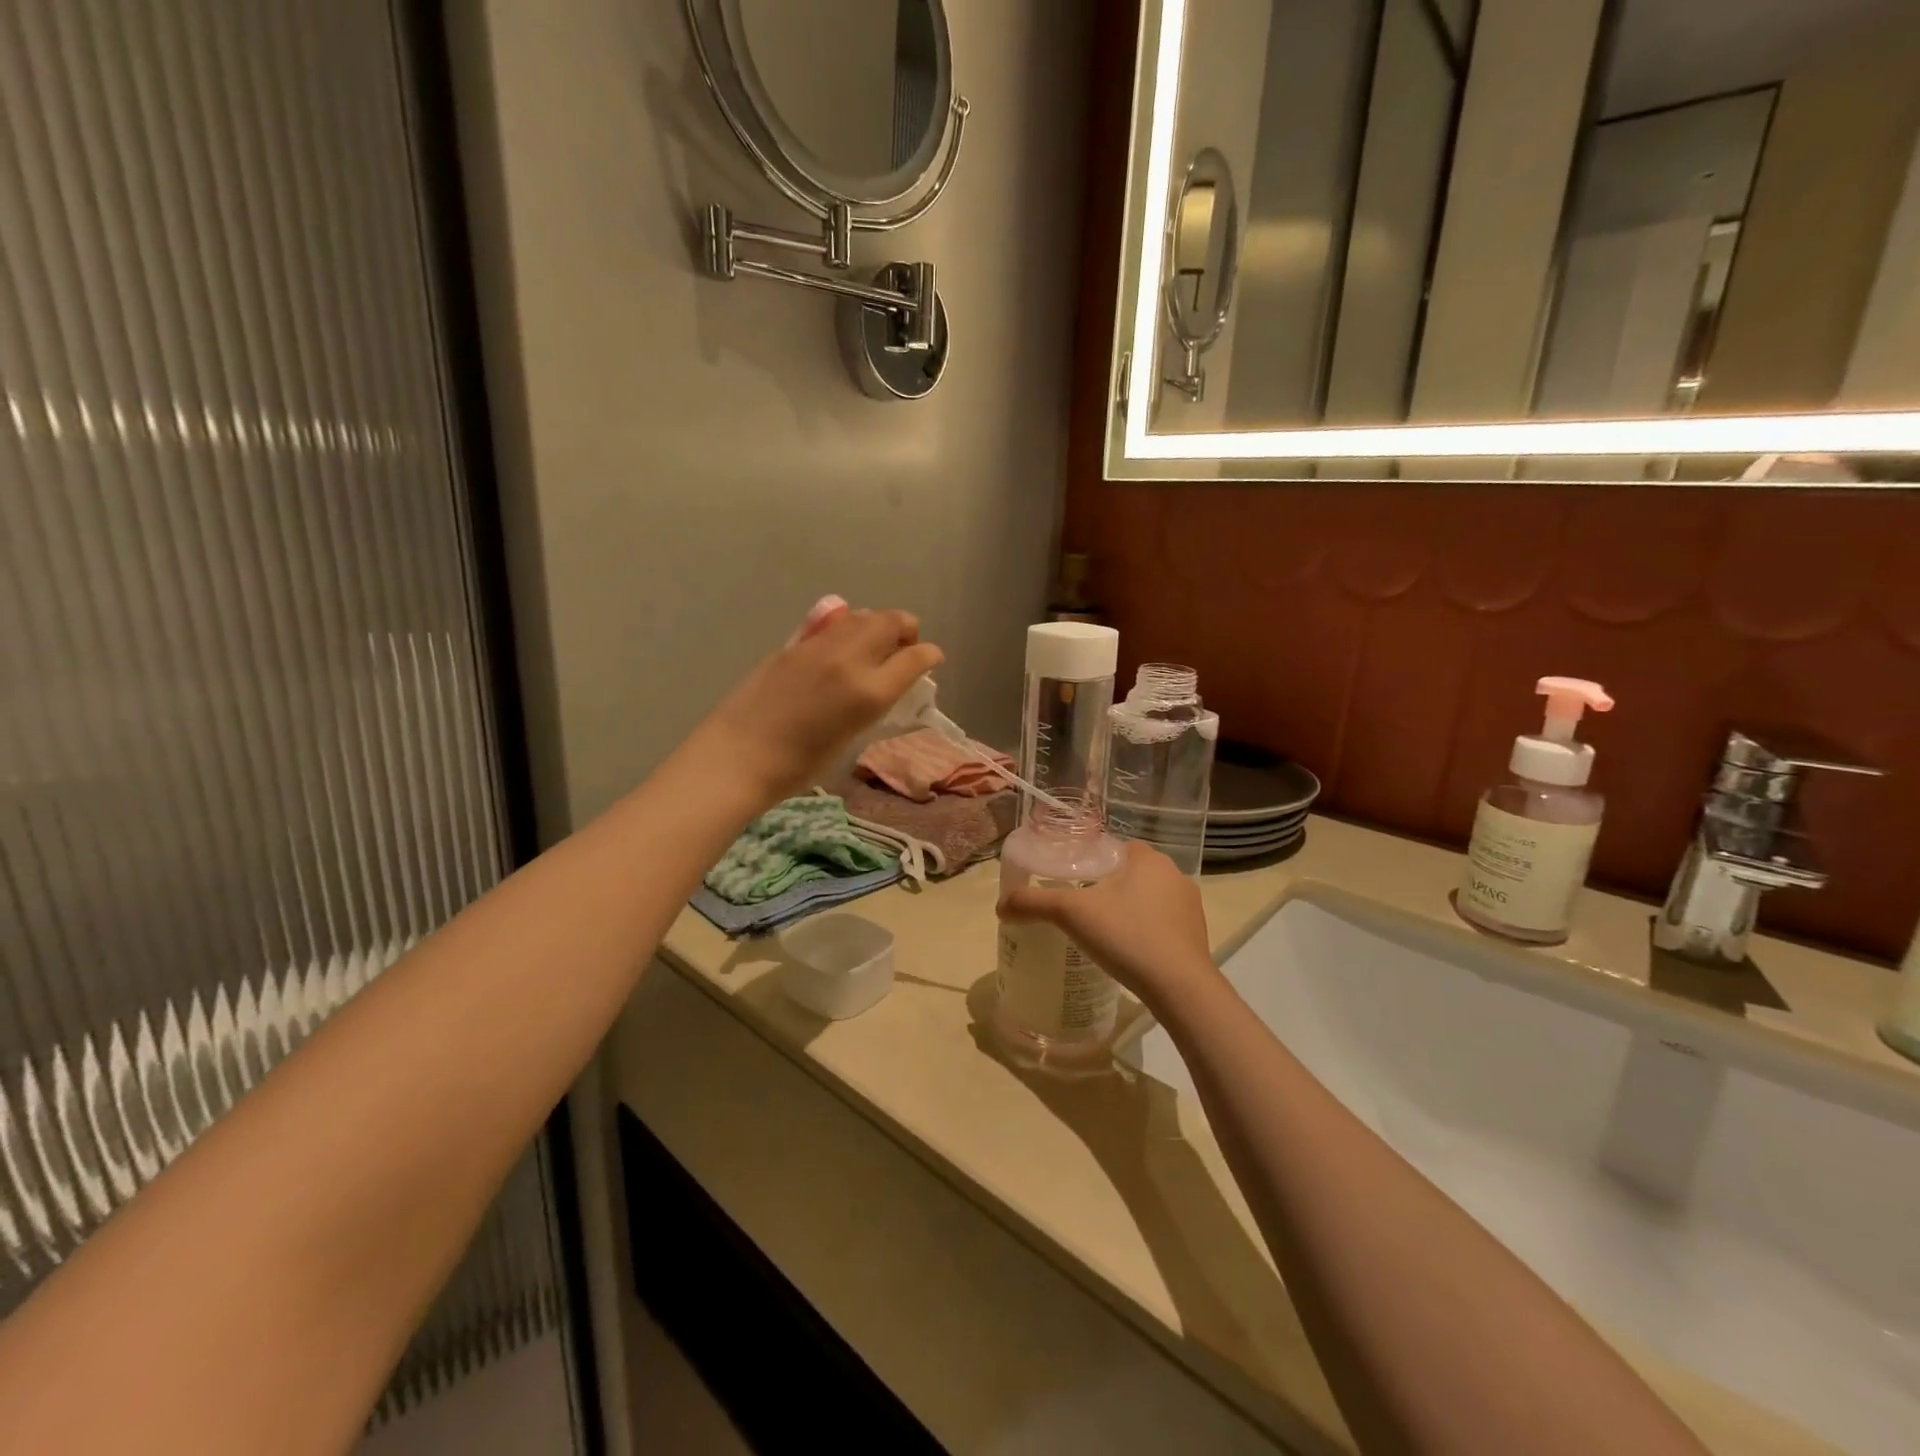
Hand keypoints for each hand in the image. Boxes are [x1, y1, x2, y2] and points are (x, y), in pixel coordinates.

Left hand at [696, 603, 942, 804]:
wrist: (739, 756)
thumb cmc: (799, 765)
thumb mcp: (851, 737)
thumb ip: (873, 703)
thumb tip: (884, 684)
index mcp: (869, 693)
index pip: (915, 657)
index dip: (930, 655)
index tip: (931, 660)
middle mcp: (850, 659)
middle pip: (893, 621)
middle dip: (907, 630)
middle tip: (903, 649)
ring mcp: (819, 646)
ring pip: (863, 615)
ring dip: (877, 625)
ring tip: (872, 647)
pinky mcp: (794, 644)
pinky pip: (833, 624)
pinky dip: (848, 629)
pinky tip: (839, 651)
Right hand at [998, 841, 1219, 1011]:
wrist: (1180, 988)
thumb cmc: (1127, 936)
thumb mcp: (1071, 914)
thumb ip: (1033, 903)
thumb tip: (1000, 905)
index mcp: (1147, 858)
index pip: (1115, 848)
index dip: (1092, 861)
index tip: (1072, 882)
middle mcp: (1173, 874)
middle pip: (1130, 873)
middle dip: (1108, 887)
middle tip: (1080, 909)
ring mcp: (1190, 906)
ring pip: (1148, 898)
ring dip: (1128, 909)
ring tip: (1102, 932)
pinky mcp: (1198, 935)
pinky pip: (1163, 924)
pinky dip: (1145, 931)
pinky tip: (1128, 951)